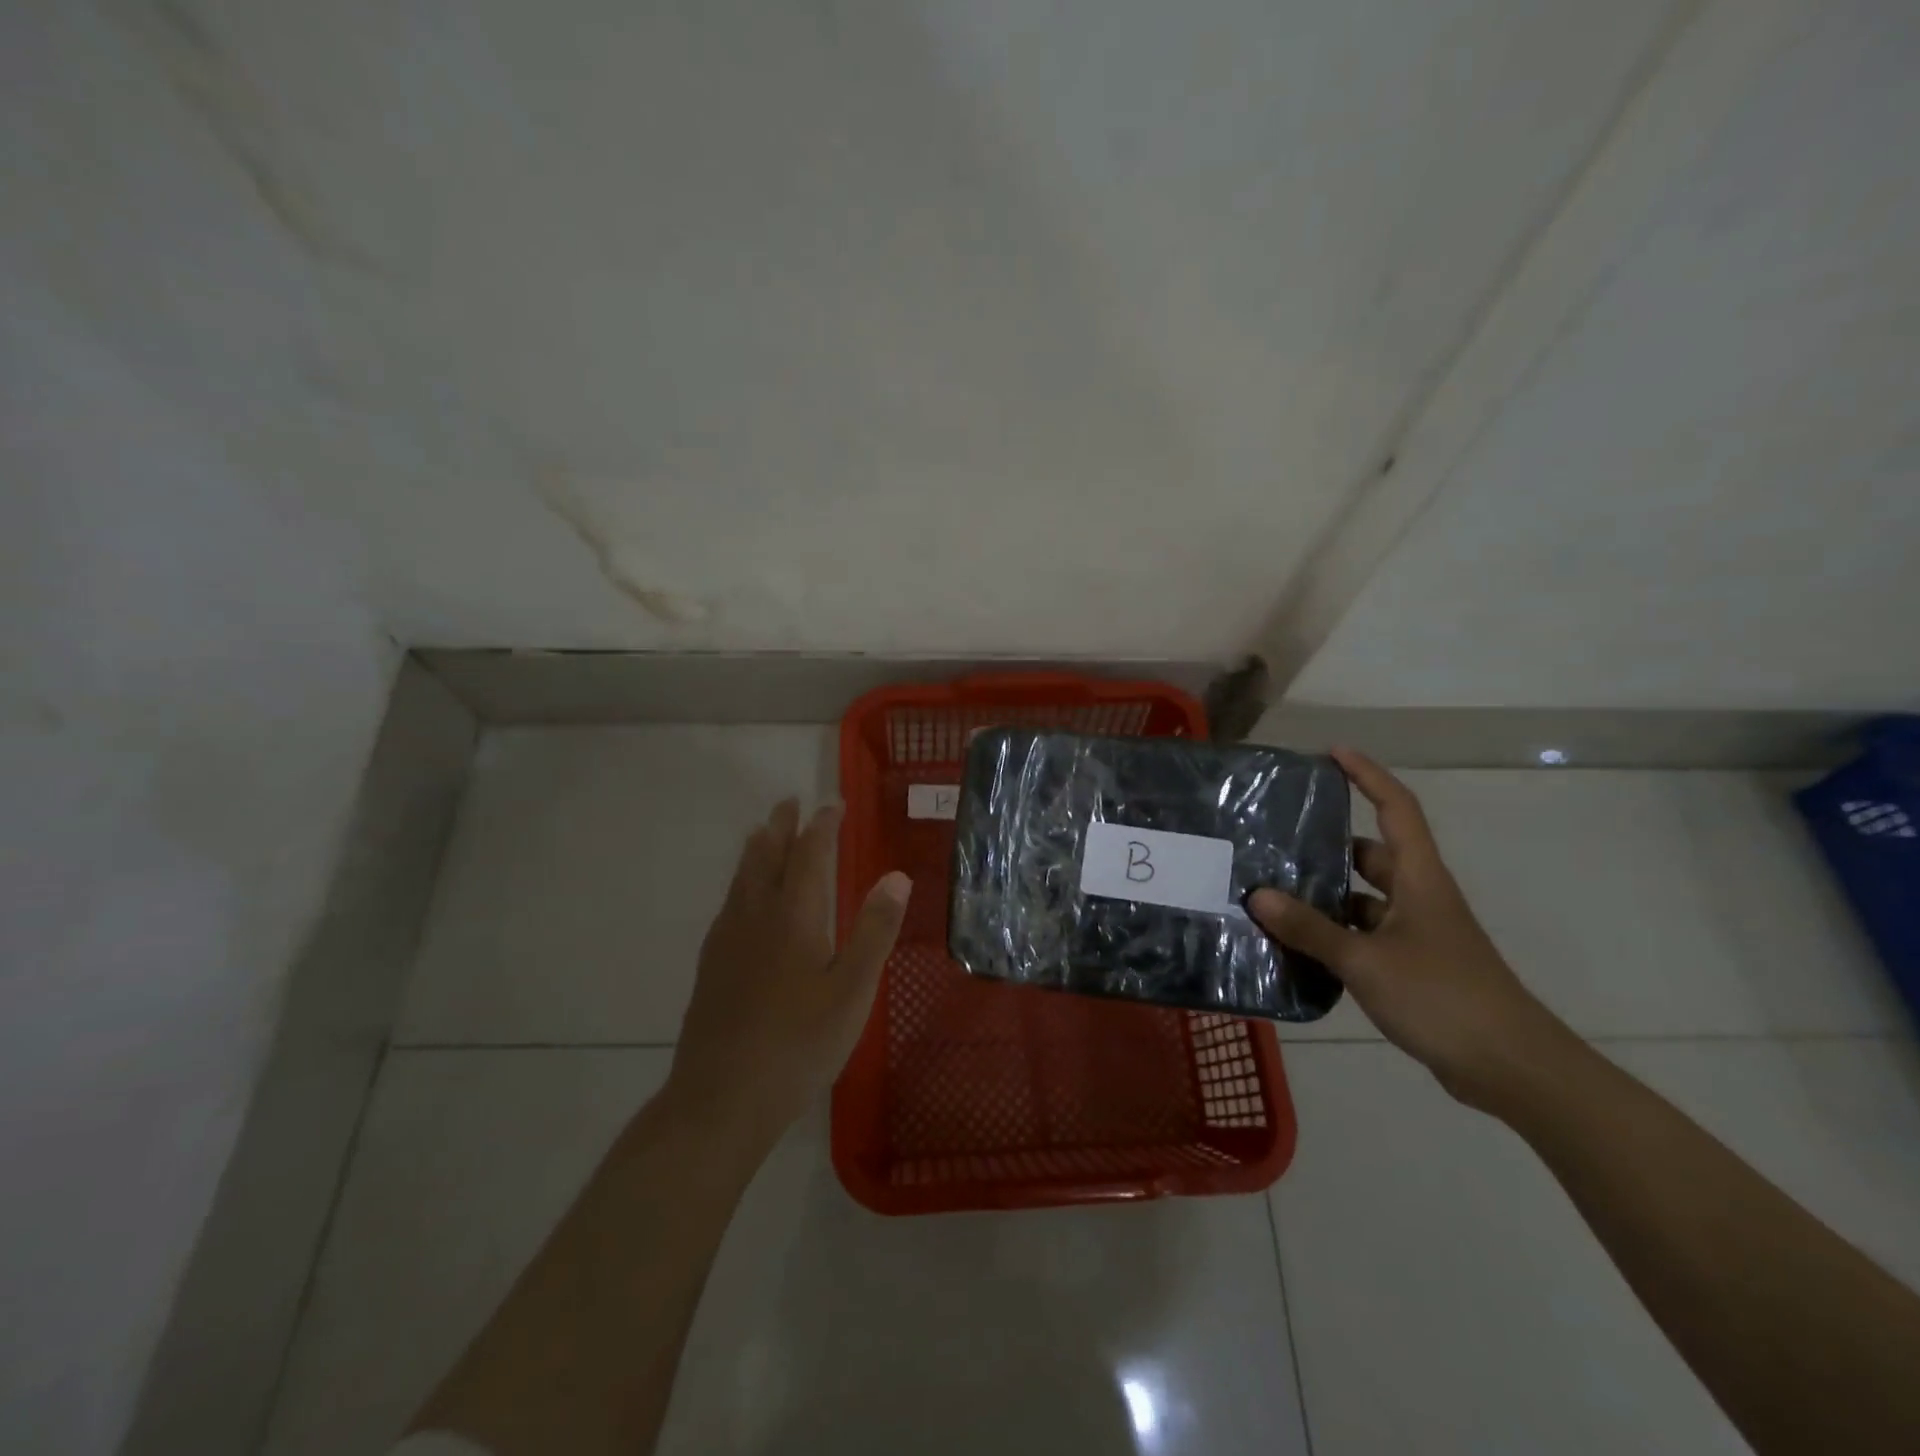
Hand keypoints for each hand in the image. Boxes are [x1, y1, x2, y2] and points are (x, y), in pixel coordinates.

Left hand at [668, 798, 910, 1142]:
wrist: (721, 1098)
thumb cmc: (799, 1044)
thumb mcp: (852, 991)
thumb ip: (874, 931)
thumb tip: (896, 877)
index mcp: (794, 916)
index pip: (809, 854)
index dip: (822, 826)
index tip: (832, 805)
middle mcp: (756, 916)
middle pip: (767, 857)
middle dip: (781, 826)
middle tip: (789, 803)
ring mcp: (727, 940)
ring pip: (742, 878)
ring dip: (756, 849)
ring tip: (762, 832)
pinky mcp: (711, 966)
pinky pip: (728, 904)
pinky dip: (741, 882)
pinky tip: (741, 899)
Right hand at [1249, 748, 1570, 1111]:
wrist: (1511, 1068)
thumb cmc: (1442, 997)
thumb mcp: (1366, 960)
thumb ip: (1310, 928)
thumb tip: (1258, 896)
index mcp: (1419, 879)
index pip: (1396, 809)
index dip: (1368, 776)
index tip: (1332, 754)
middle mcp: (1419, 897)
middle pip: (1372, 853)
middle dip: (1328, 843)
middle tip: (1277, 837)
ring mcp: (1417, 933)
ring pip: (1363, 898)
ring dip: (1325, 894)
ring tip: (1272, 890)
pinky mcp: (1411, 966)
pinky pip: (1363, 934)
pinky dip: (1333, 933)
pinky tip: (1296, 943)